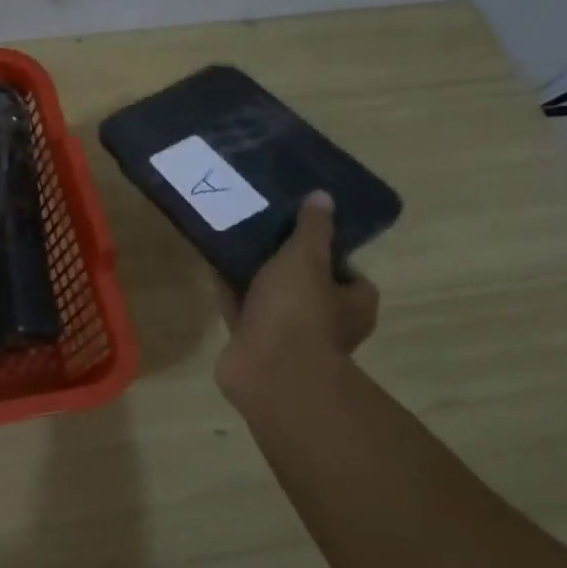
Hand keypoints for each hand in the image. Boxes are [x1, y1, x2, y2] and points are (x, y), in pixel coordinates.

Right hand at [215, 191, 379, 410]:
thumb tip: (323, 197)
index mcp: (353, 304)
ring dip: (254, 278)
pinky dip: (231, 293)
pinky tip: (213, 268)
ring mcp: (288, 336)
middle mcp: (326, 323)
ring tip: (232, 244)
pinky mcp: (255, 344)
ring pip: (271, 298)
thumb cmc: (298, 311)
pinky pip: (243, 310)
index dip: (326, 252)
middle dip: (284, 264)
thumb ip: (311, 228)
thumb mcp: (305, 258)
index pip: (347, 273)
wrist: (268, 370)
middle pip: (306, 285)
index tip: (301, 233)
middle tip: (261, 234)